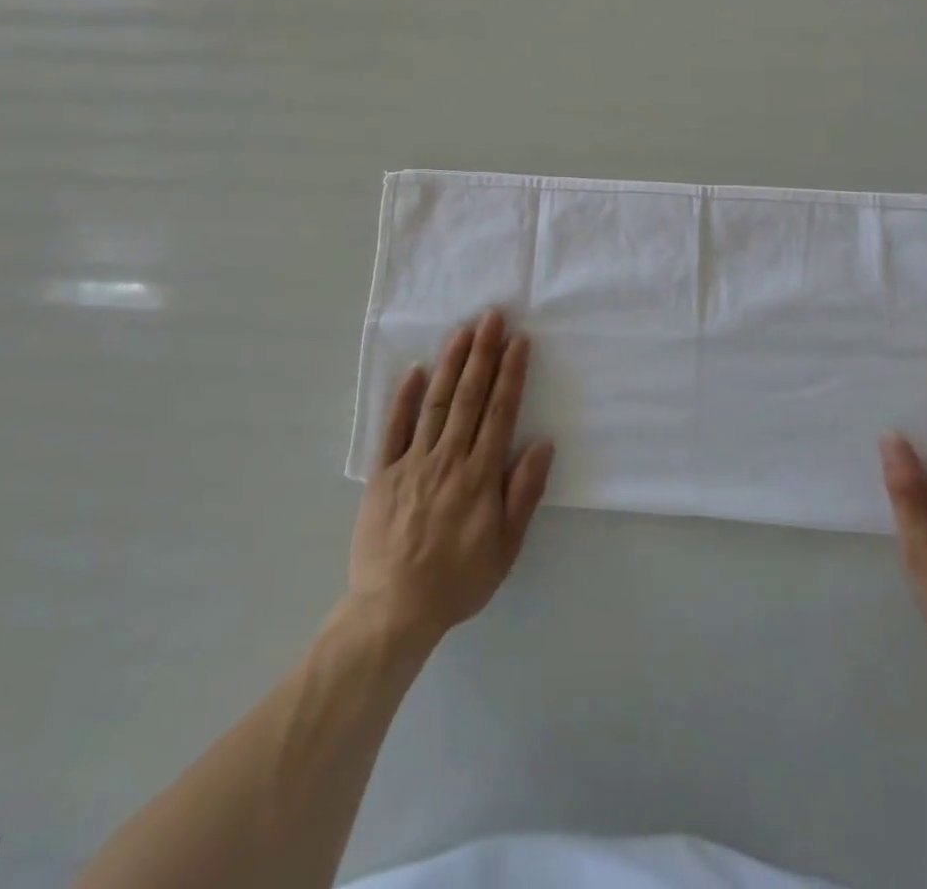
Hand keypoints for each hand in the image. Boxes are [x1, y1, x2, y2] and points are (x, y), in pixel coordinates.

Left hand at [348, 311, 554, 645]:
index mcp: (480, 474)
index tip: (518, 341)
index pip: (500, 411)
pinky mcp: (384, 472)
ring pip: (436, 402)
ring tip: (462, 331)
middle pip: (469, 396)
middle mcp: (448, 457)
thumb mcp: (506, 547)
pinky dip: (403, 398)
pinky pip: (394, 428)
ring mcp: (413, 462)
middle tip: (491, 317)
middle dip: (483, 354)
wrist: (394, 608)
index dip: (511, 373)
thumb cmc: (459, 579)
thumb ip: (523, 493)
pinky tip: (414, 370)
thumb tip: (542, 443)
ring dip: (451, 364)